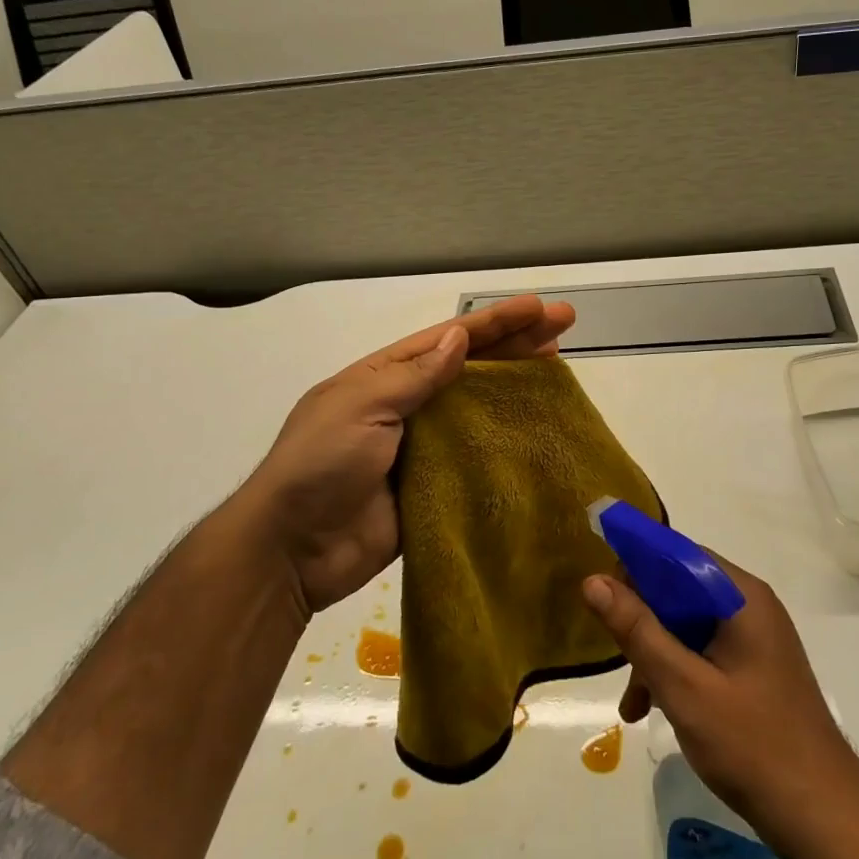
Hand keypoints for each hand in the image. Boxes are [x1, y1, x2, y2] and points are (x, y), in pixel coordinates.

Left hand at [241, 295, 575, 614]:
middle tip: (565, 325)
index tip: (540, 308)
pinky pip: (475, 459)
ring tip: (558, 367)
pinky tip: (537, 432)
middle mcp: (407, 404)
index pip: (449, 340)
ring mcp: (422, 447)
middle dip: (516, 344)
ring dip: (516, 387)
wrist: (292, 550)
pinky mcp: (434, 487)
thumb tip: (457, 339)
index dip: (496, 322)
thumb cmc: (321, 464)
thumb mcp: (362, 406)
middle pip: (471, 367)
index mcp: (385, 376)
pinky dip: (505, 444)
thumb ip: (414, 377)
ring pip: (479, 409)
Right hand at [583, 555, 858, 856]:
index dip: (636, 566)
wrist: (824, 817)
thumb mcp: (683, 686)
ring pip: (687, 624)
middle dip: (642, 621)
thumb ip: (637, 630)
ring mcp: (754, 638)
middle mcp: (749, 605)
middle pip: (679, 590)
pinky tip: (654, 709)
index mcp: (740, 596)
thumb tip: (593, 581)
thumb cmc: (753, 745)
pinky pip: (702, 650)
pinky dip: (676, 671)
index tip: (601, 596)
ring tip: (632, 704)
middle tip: (616, 658)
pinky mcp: (753, 668)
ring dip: (654, 654)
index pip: (677, 554)